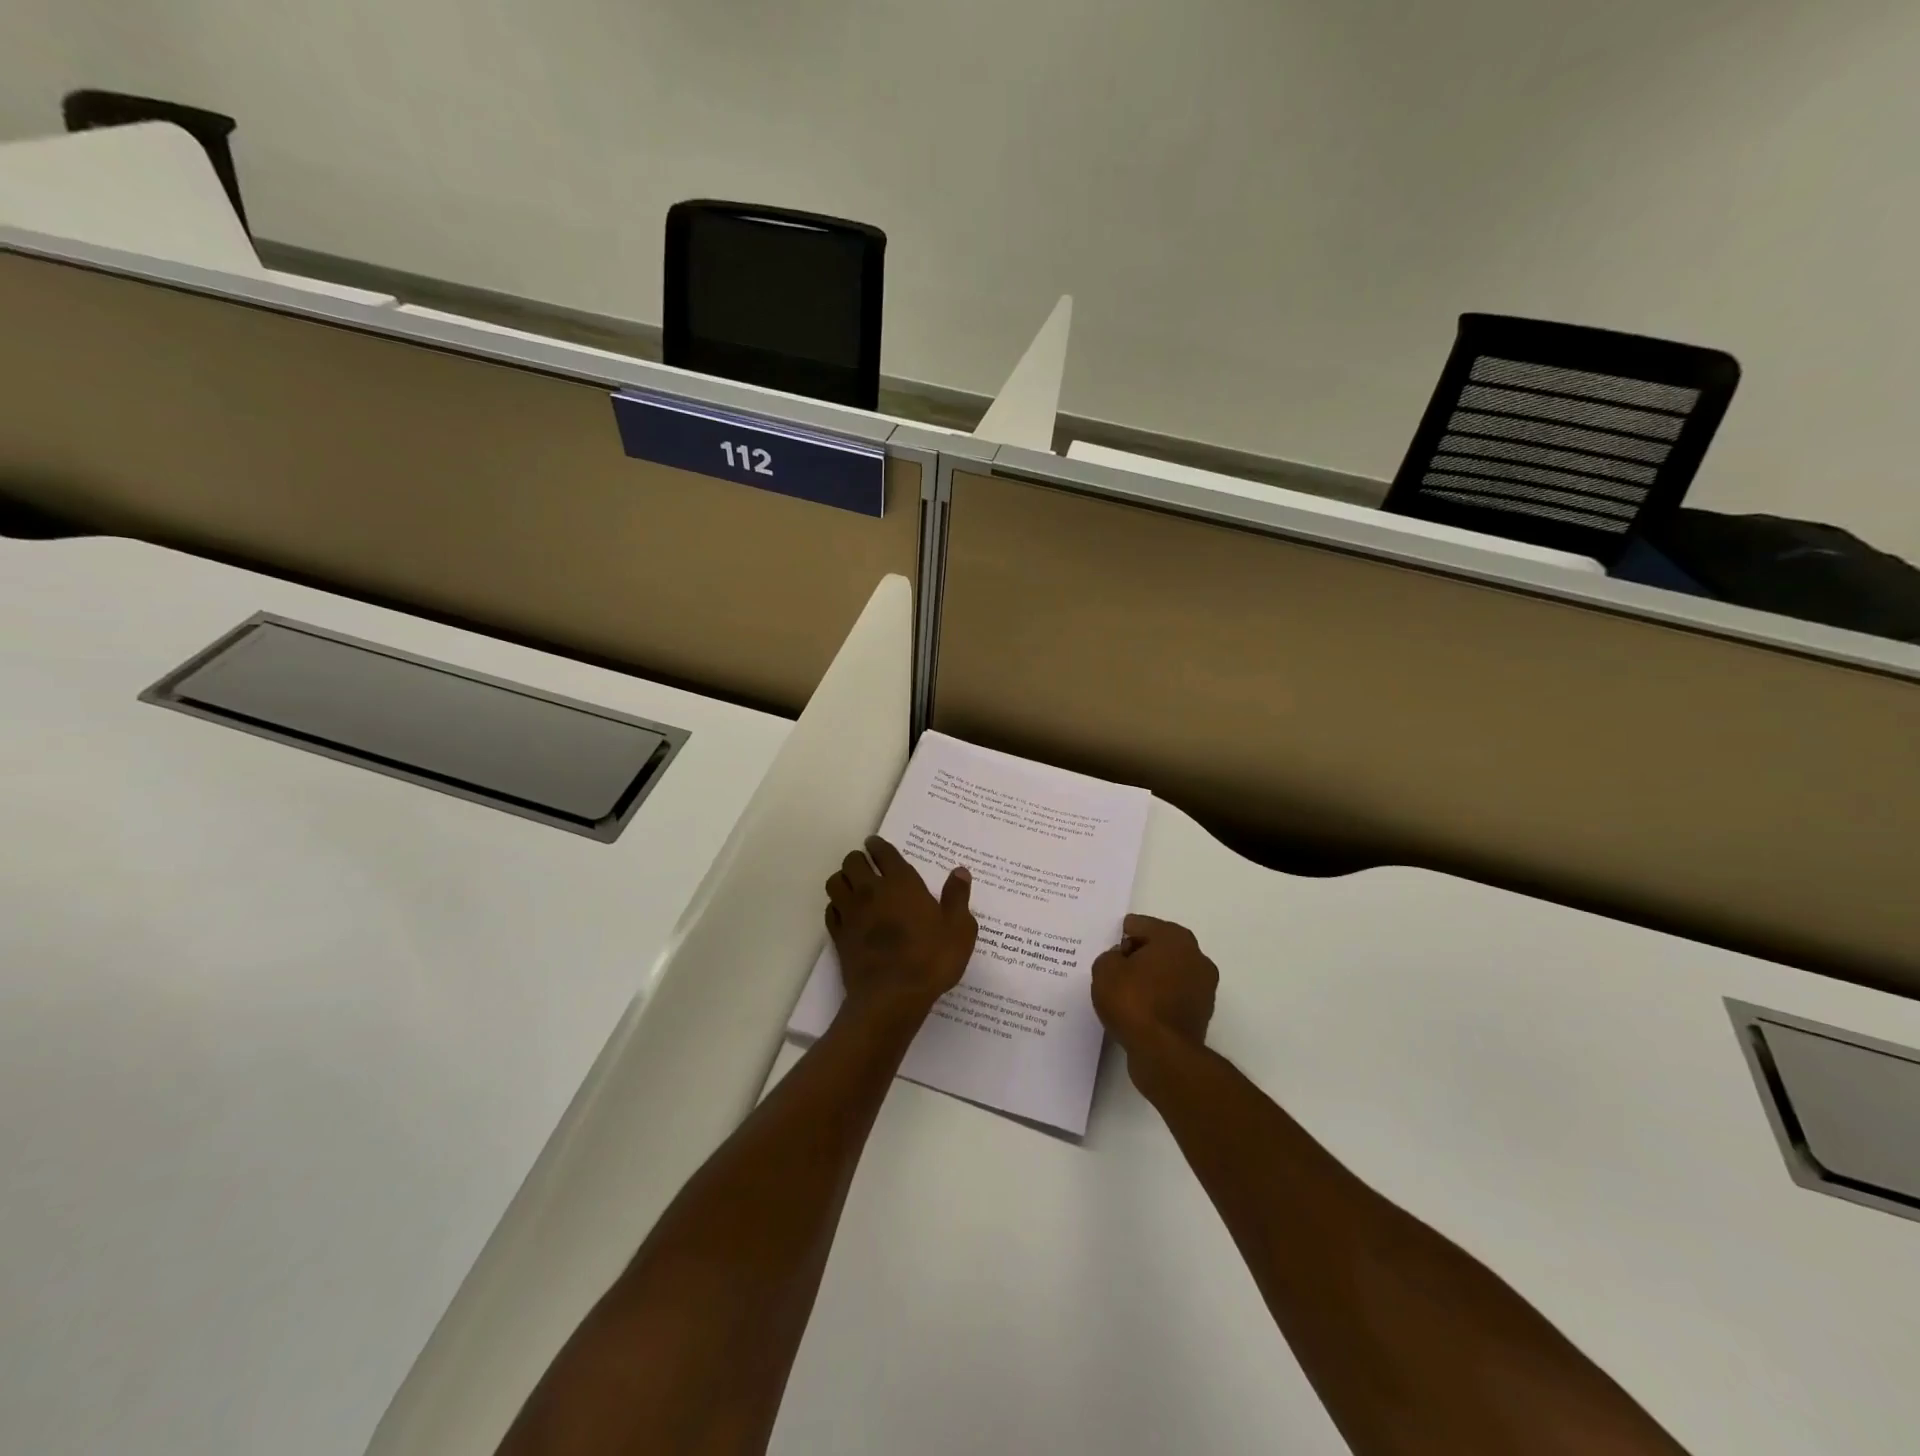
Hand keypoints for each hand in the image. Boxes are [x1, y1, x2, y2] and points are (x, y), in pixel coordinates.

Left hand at [826, 836, 976, 1019]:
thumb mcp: (959, 930)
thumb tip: (959, 872)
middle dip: (859, 859)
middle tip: (867, 865)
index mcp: (901, 883)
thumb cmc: (930, 960)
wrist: (892, 998)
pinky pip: (830, 910)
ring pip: (835, 882)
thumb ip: (958, 898)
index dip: (878, 845)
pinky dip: (836, 906)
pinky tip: (846, 913)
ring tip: (854, 886)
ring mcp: (851, 913)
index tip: (875, 844)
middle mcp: (871, 891)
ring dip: (843, 879)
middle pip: (852, 862)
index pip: (883, 852)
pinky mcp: (839, 936)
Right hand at [1092, 915, 1217, 1071]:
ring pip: (1168, 974)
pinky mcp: (1201, 1015)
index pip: (1141, 925)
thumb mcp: (1104, 969)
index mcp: (1175, 938)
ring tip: (1123, 992)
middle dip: (1137, 955)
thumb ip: (1110, 957)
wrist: (1162, 1053)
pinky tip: (1137, 1010)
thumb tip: (1122, 962)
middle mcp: (1196, 957)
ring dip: (1149, 979)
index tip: (1107, 949)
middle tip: (1113, 968)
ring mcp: (1203, 988)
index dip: (1121, 935)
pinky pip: (1172, 997)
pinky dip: (1157, 1000)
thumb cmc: (1133, 1001)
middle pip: (1159, 948)